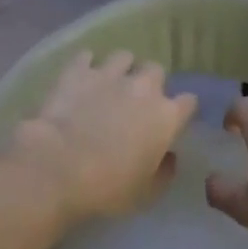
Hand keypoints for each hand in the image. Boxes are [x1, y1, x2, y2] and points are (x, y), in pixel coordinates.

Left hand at [7, 50, 197, 223]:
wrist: (58, 167)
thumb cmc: (108, 187)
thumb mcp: (146, 192)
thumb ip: (164, 171)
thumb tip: (169, 156)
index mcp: (166, 116)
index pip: (188, 102)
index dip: (181, 111)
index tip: (171, 121)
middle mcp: (143, 88)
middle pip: (157, 71)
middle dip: (150, 83)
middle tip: (137, 101)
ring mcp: (109, 74)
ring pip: (124, 56)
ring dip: (121, 68)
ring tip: (109, 83)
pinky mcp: (77, 71)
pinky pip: (87, 57)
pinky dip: (86, 65)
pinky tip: (81, 77)